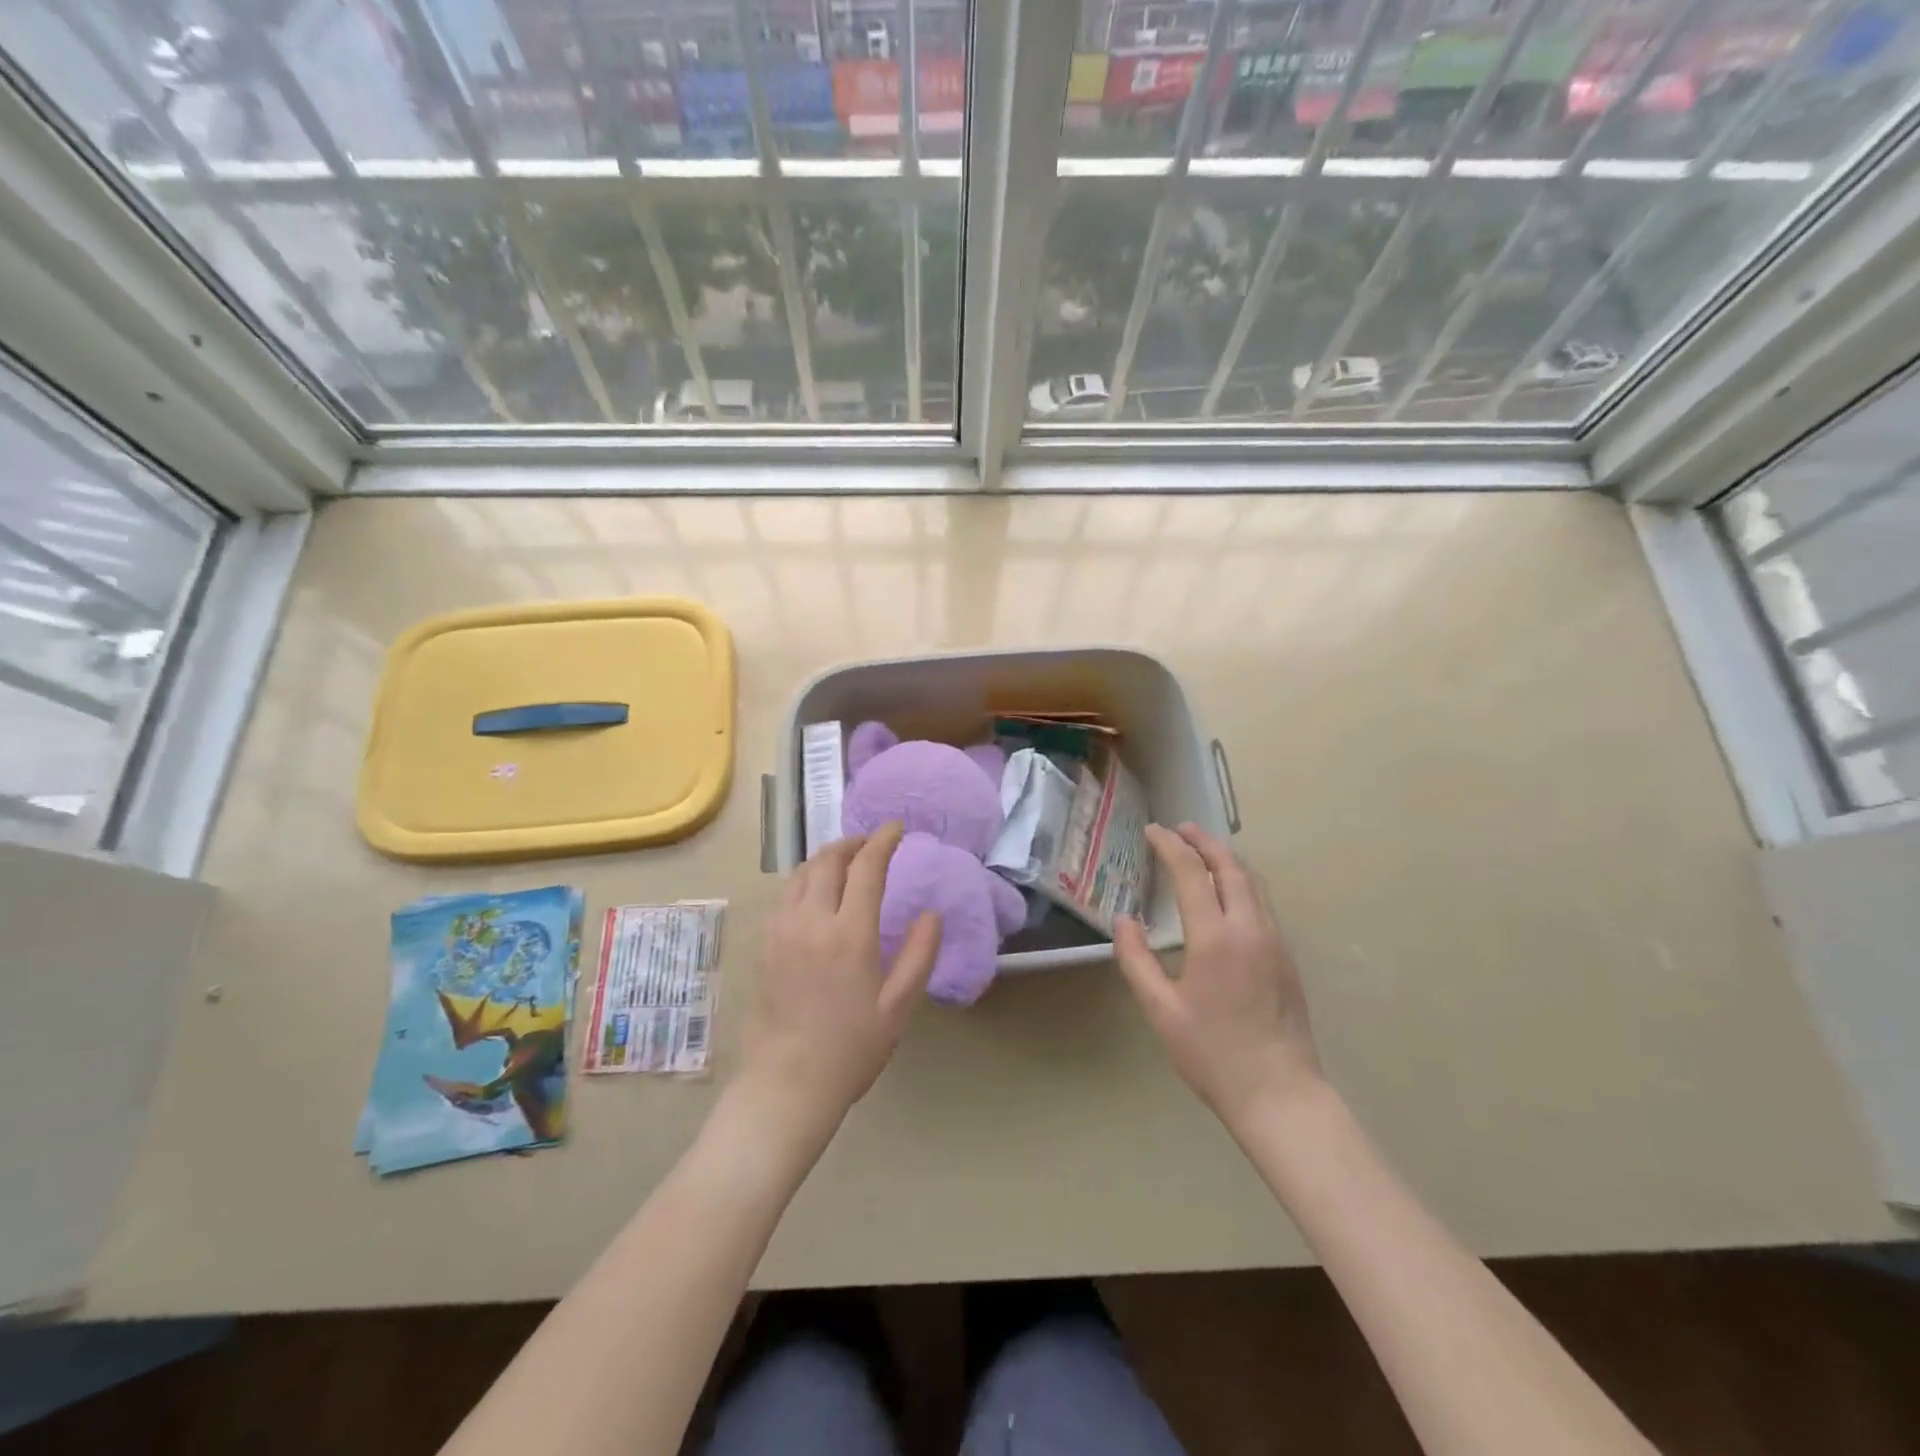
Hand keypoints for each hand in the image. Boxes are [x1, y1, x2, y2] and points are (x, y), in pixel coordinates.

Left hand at [738, 823, 940, 1135]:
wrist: (787, 1084)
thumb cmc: (851, 1048)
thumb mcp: (898, 1006)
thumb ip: (918, 954)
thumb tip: (931, 914)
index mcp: (849, 934)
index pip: (866, 867)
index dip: (883, 841)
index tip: (896, 828)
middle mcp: (811, 921)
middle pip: (828, 860)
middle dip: (852, 843)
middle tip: (872, 843)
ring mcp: (781, 931)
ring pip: (801, 873)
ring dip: (826, 858)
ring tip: (845, 861)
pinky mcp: (765, 945)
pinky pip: (785, 895)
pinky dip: (805, 879)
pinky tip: (816, 893)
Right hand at [1114, 823, 1323, 1127]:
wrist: (1280, 1094)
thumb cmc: (1212, 1054)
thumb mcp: (1161, 1009)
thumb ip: (1137, 960)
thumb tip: (1123, 921)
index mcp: (1215, 938)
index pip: (1192, 872)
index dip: (1170, 846)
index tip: (1152, 831)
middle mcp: (1249, 928)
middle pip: (1230, 866)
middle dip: (1204, 841)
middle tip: (1180, 829)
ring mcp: (1274, 941)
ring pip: (1253, 883)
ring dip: (1227, 859)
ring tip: (1203, 851)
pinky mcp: (1287, 957)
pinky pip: (1262, 903)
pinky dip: (1241, 882)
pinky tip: (1227, 893)